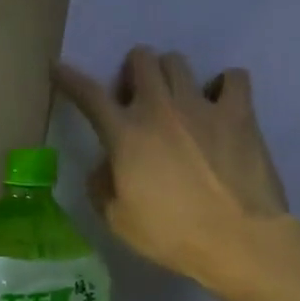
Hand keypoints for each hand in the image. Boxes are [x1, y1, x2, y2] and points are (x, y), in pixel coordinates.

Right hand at [53, 46, 290, 286]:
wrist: (237, 239)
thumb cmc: (170, 235)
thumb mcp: (117, 220)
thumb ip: (102, 186)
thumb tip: (104, 165)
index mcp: (125, 134)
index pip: (89, 95)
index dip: (70, 79)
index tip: (59, 68)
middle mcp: (160, 108)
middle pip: (141, 60)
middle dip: (132, 72)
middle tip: (135, 99)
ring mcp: (202, 106)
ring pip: (178, 62)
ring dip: (169, 75)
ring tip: (175, 101)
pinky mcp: (240, 113)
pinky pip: (233, 77)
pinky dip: (223, 85)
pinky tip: (220, 104)